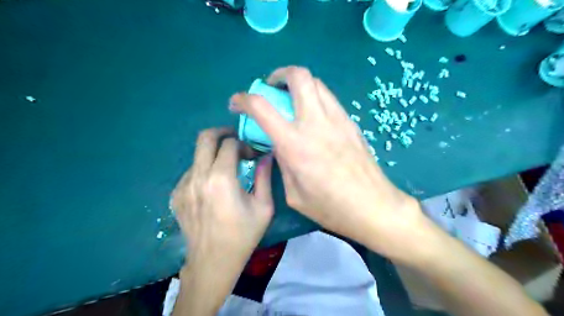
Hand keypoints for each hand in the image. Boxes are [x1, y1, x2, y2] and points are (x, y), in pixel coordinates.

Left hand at [171, 128, 273, 269]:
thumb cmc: (243, 236)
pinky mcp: (176, 195)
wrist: (212, 262)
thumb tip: (266, 155)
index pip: (229, 144)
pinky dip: (204, 170)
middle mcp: (198, 177)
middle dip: (222, 133)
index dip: (244, 144)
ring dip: (213, 155)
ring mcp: (183, 186)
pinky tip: (213, 187)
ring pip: (197, 155)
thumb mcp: (263, 207)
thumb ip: (265, 177)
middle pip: (205, 137)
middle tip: (235, 142)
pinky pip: (191, 172)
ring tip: (226, 169)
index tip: (252, 155)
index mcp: (221, 179)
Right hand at [229, 66, 427, 261]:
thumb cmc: (330, 208)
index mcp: (295, 144)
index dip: (243, 100)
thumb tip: (278, 145)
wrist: (373, 207)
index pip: (262, 107)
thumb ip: (282, 163)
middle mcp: (316, 123)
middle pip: (299, 76)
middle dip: (279, 75)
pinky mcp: (351, 123)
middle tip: (271, 88)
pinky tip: (312, 115)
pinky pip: (329, 99)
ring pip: (317, 83)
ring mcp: (337, 119)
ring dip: (299, 84)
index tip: (236, 103)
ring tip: (291, 99)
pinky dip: (315, 97)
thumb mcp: (294, 193)